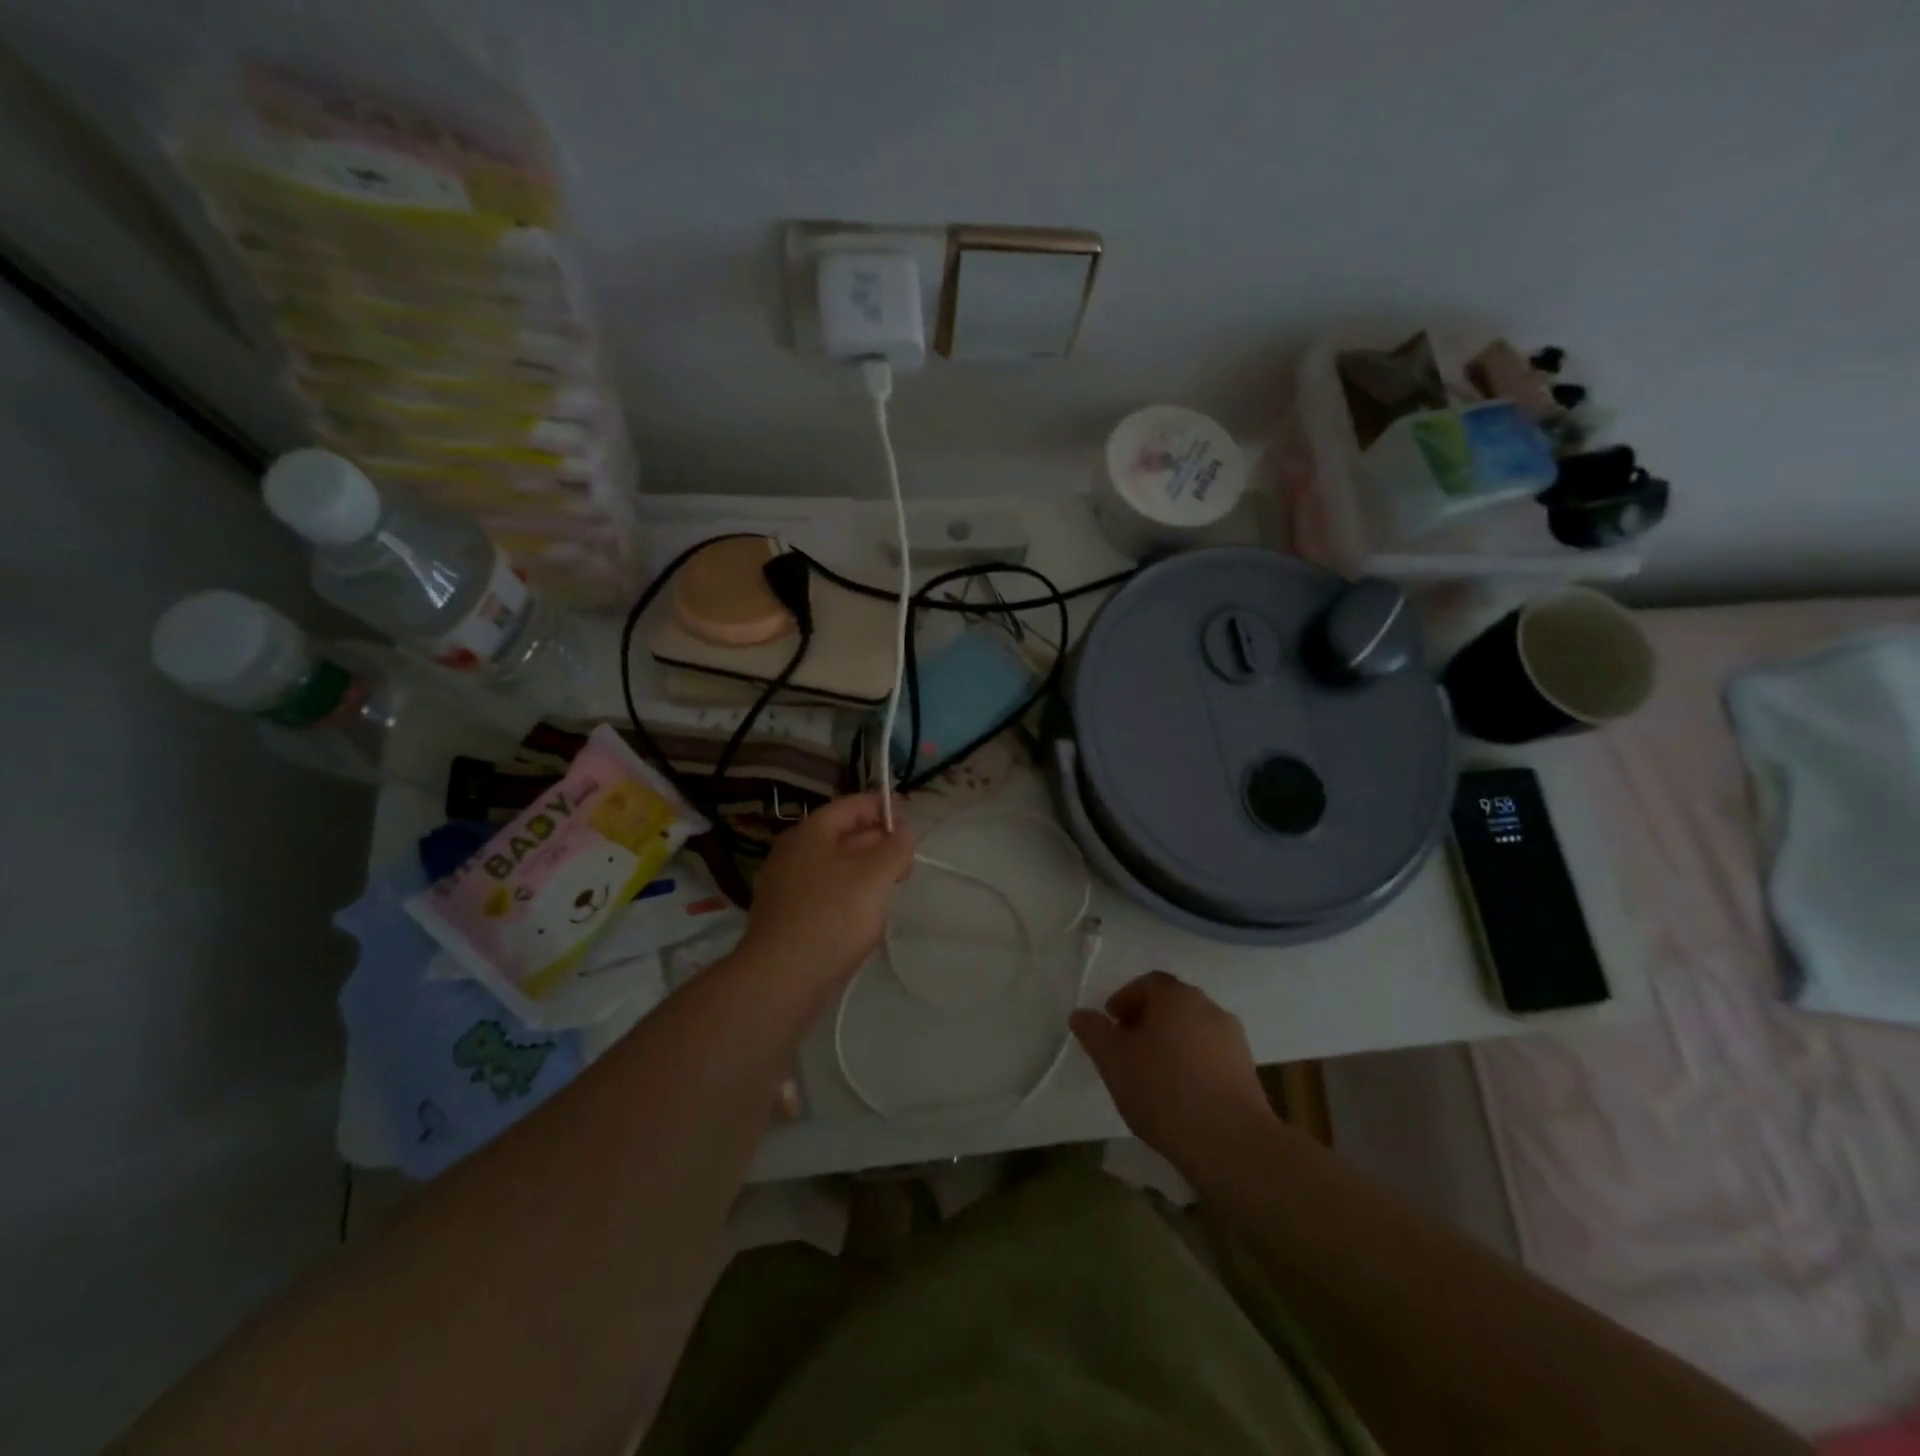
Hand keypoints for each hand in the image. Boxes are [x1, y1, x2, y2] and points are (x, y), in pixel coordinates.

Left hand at [737, 793, 916, 992]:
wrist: (781, 979)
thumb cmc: (833, 916)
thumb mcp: (876, 874)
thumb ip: (896, 846)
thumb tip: (904, 831)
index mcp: (810, 832)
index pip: (853, 805)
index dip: (885, 809)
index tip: (913, 826)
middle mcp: (792, 852)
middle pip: (843, 835)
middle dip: (879, 844)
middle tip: (907, 865)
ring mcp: (785, 886)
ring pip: (835, 867)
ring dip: (866, 873)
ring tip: (891, 892)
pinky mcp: (786, 917)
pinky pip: (825, 894)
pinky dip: (848, 896)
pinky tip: (864, 918)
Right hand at [1070, 971, 1276, 1166]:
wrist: (1230, 1142)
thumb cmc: (1163, 1090)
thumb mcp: (1113, 1061)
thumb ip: (1094, 1032)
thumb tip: (1080, 1015)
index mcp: (1177, 996)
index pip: (1148, 983)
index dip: (1125, 999)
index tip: (1112, 1025)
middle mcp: (1209, 1007)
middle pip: (1172, 1005)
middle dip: (1148, 1022)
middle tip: (1128, 1050)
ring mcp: (1234, 1040)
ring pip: (1193, 1031)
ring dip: (1172, 1044)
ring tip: (1153, 1077)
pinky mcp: (1248, 1072)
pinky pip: (1211, 1057)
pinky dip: (1193, 1066)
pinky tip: (1181, 1096)